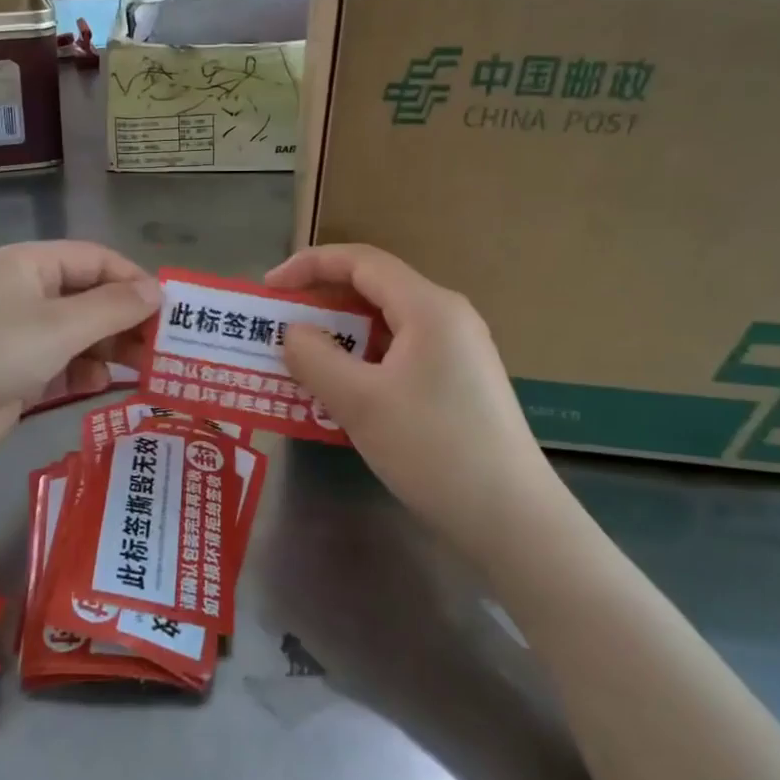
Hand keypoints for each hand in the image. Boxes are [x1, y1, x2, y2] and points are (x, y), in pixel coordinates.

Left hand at [0, 241, 159, 471]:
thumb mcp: (59, 326)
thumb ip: (113, 308)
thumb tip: (156, 291)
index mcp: (31, 265)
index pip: (96, 259)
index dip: (134, 281)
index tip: (169, 312)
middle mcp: (25, 292)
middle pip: (90, 297)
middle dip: (125, 320)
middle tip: (161, 348)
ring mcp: (18, 334)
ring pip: (78, 333)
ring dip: (108, 348)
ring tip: (139, 369)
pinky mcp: (15, 371)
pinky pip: (61, 362)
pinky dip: (82, 370)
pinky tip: (97, 384)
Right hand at [267, 244, 556, 552]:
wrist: (511, 518)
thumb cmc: (432, 449)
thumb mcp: (359, 402)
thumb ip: (315, 357)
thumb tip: (293, 333)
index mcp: (428, 307)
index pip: (361, 261)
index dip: (309, 265)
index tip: (268, 288)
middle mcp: (447, 317)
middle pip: (374, 289)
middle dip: (322, 302)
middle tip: (279, 327)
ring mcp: (457, 350)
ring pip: (386, 325)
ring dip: (340, 336)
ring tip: (302, 361)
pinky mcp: (458, 382)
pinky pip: (400, 353)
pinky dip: (363, 360)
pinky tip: (343, 392)